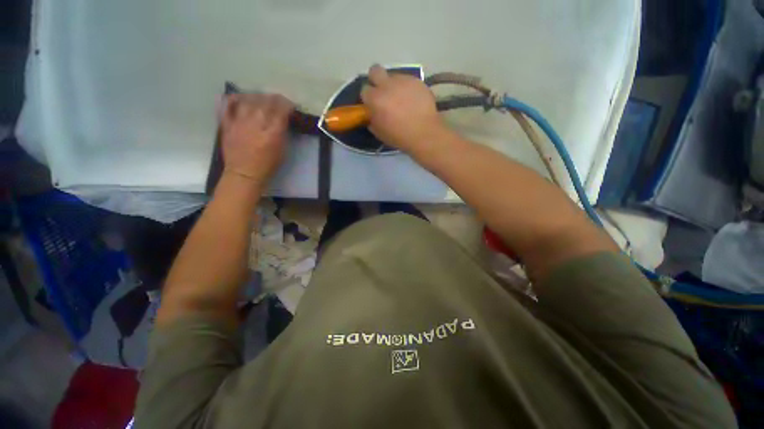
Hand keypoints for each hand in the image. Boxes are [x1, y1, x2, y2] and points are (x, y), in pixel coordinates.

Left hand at [221, 93, 293, 184]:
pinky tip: (239, 97)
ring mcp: (239, 122)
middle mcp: (256, 123)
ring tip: (262, 98)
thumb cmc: (267, 166)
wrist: (244, 174)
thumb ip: (283, 133)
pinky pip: (227, 105)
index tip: (290, 106)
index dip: (287, 105)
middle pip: (265, 102)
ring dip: (257, 96)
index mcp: (272, 133)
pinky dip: (233, 98)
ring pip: (248, 100)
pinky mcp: (227, 124)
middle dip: (274, 98)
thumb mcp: (283, 151)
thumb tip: (283, 120)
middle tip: (279, 100)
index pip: (281, 111)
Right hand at [361, 65, 447, 152]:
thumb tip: (371, 114)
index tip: (373, 104)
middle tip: (383, 92)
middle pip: (375, 70)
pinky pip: (408, 80)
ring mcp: (403, 80)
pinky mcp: (416, 81)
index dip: (369, 97)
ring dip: (393, 85)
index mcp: (375, 99)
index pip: (364, 90)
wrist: (424, 133)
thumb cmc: (399, 137)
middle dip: (376, 79)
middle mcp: (387, 85)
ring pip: (393, 76)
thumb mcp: (379, 133)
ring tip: (401, 98)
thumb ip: (372, 120)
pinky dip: (407, 88)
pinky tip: (412, 100)